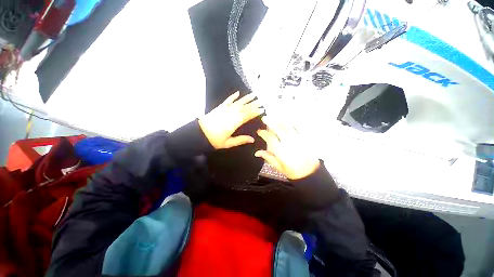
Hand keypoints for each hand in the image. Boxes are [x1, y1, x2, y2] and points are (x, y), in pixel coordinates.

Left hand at [199, 91, 263, 149]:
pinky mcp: (219, 107)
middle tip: (261, 101)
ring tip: (253, 95)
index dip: (255, 112)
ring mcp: (225, 109)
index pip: (247, 115)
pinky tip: (238, 93)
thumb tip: (252, 139)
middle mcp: (231, 114)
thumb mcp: (228, 143)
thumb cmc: (214, 140)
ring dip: (246, 98)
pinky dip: (233, 96)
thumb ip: (240, 140)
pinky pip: (227, 100)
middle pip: (244, 108)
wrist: (199, 133)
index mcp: (234, 123)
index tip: (262, 109)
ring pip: (238, 103)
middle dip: (253, 104)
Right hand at [255, 116, 319, 179]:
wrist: (310, 173)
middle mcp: (287, 141)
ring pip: (287, 125)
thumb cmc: (292, 171)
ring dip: (280, 120)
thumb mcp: (278, 166)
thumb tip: (256, 153)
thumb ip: (268, 157)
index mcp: (280, 149)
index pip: (269, 137)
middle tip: (264, 118)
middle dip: (269, 121)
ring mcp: (297, 138)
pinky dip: (292, 122)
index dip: (263, 133)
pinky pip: (298, 126)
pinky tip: (288, 120)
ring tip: (275, 117)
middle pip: (277, 128)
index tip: (259, 131)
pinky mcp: (305, 137)